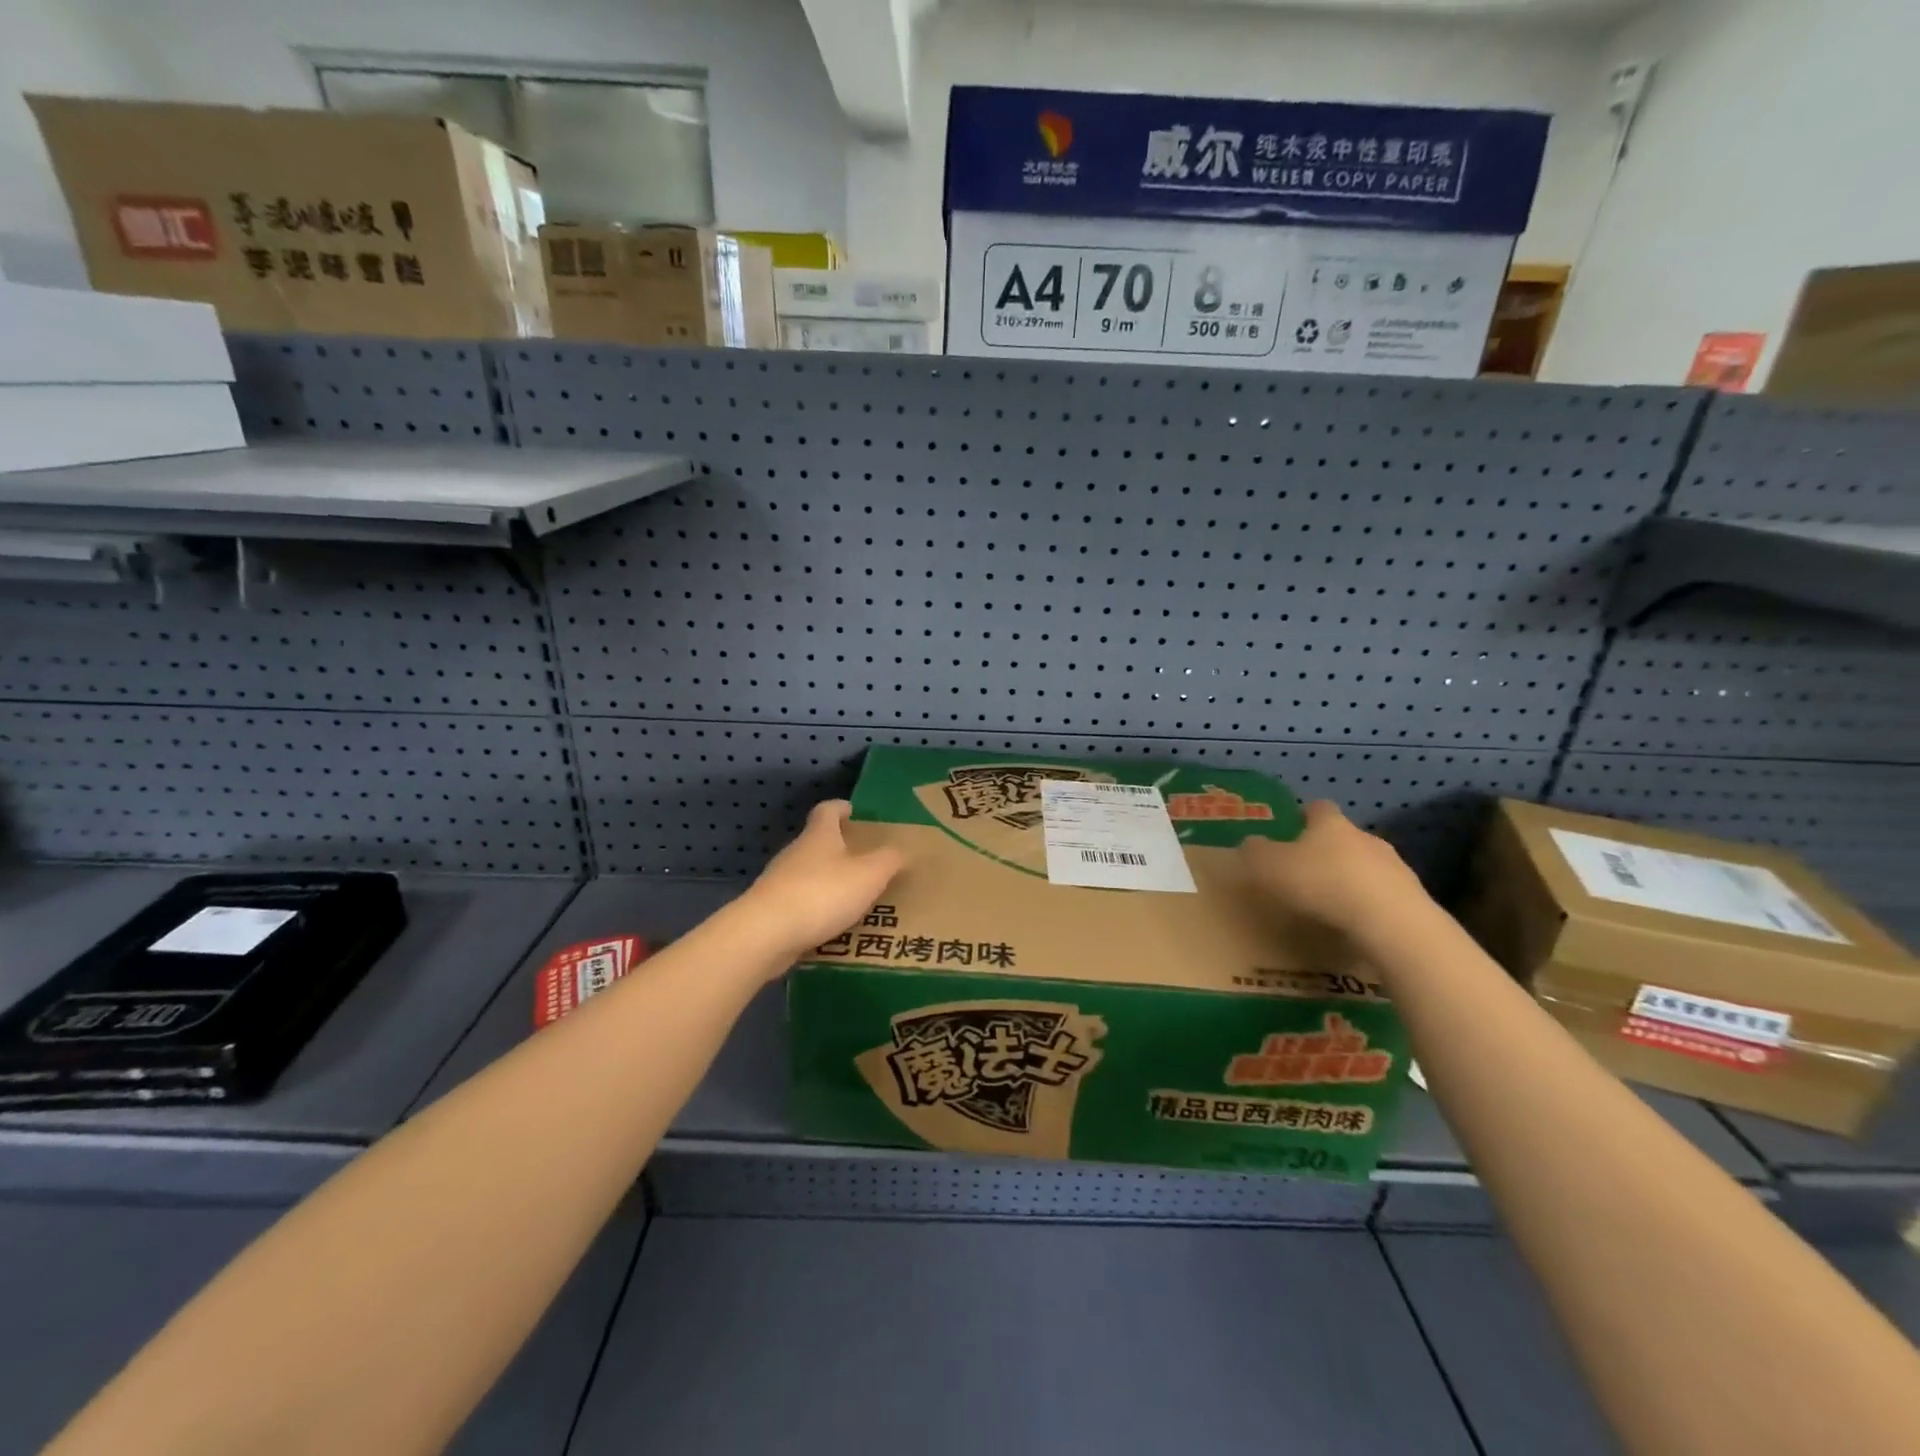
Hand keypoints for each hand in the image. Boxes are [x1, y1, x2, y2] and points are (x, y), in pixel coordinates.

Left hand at [738, 800, 905, 964]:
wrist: (766, 934)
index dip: (841, 808)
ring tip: (855, 898)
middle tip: (866, 862)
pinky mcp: (771, 911)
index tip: (854, 811)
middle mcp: (796, 853)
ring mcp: (779, 882)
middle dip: (839, 849)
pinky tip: (833, 927)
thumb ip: (889, 860)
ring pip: (809, 875)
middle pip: (817, 843)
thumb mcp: (869, 875)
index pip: (827, 810)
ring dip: (829, 882)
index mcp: (819, 836)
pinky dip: (817, 910)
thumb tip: (900, 850)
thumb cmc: (822, 893)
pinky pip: (800, 904)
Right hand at [1239, 800, 1430, 936]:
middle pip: (1344, 836)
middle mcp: (1365, 837)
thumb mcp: (1270, 867)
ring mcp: (1394, 867)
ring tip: (1333, 902)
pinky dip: (1369, 903)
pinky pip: (1383, 895)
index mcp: (1331, 824)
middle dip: (1328, 850)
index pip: (1319, 808)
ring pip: (1367, 866)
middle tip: (1307, 870)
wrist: (1390, 923)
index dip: (1305, 815)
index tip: (1293, 827)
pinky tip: (1356, 923)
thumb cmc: (1323, 884)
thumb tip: (1251, 843)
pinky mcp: (1412, 897)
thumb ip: (1256, 852)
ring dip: (1351, 878)